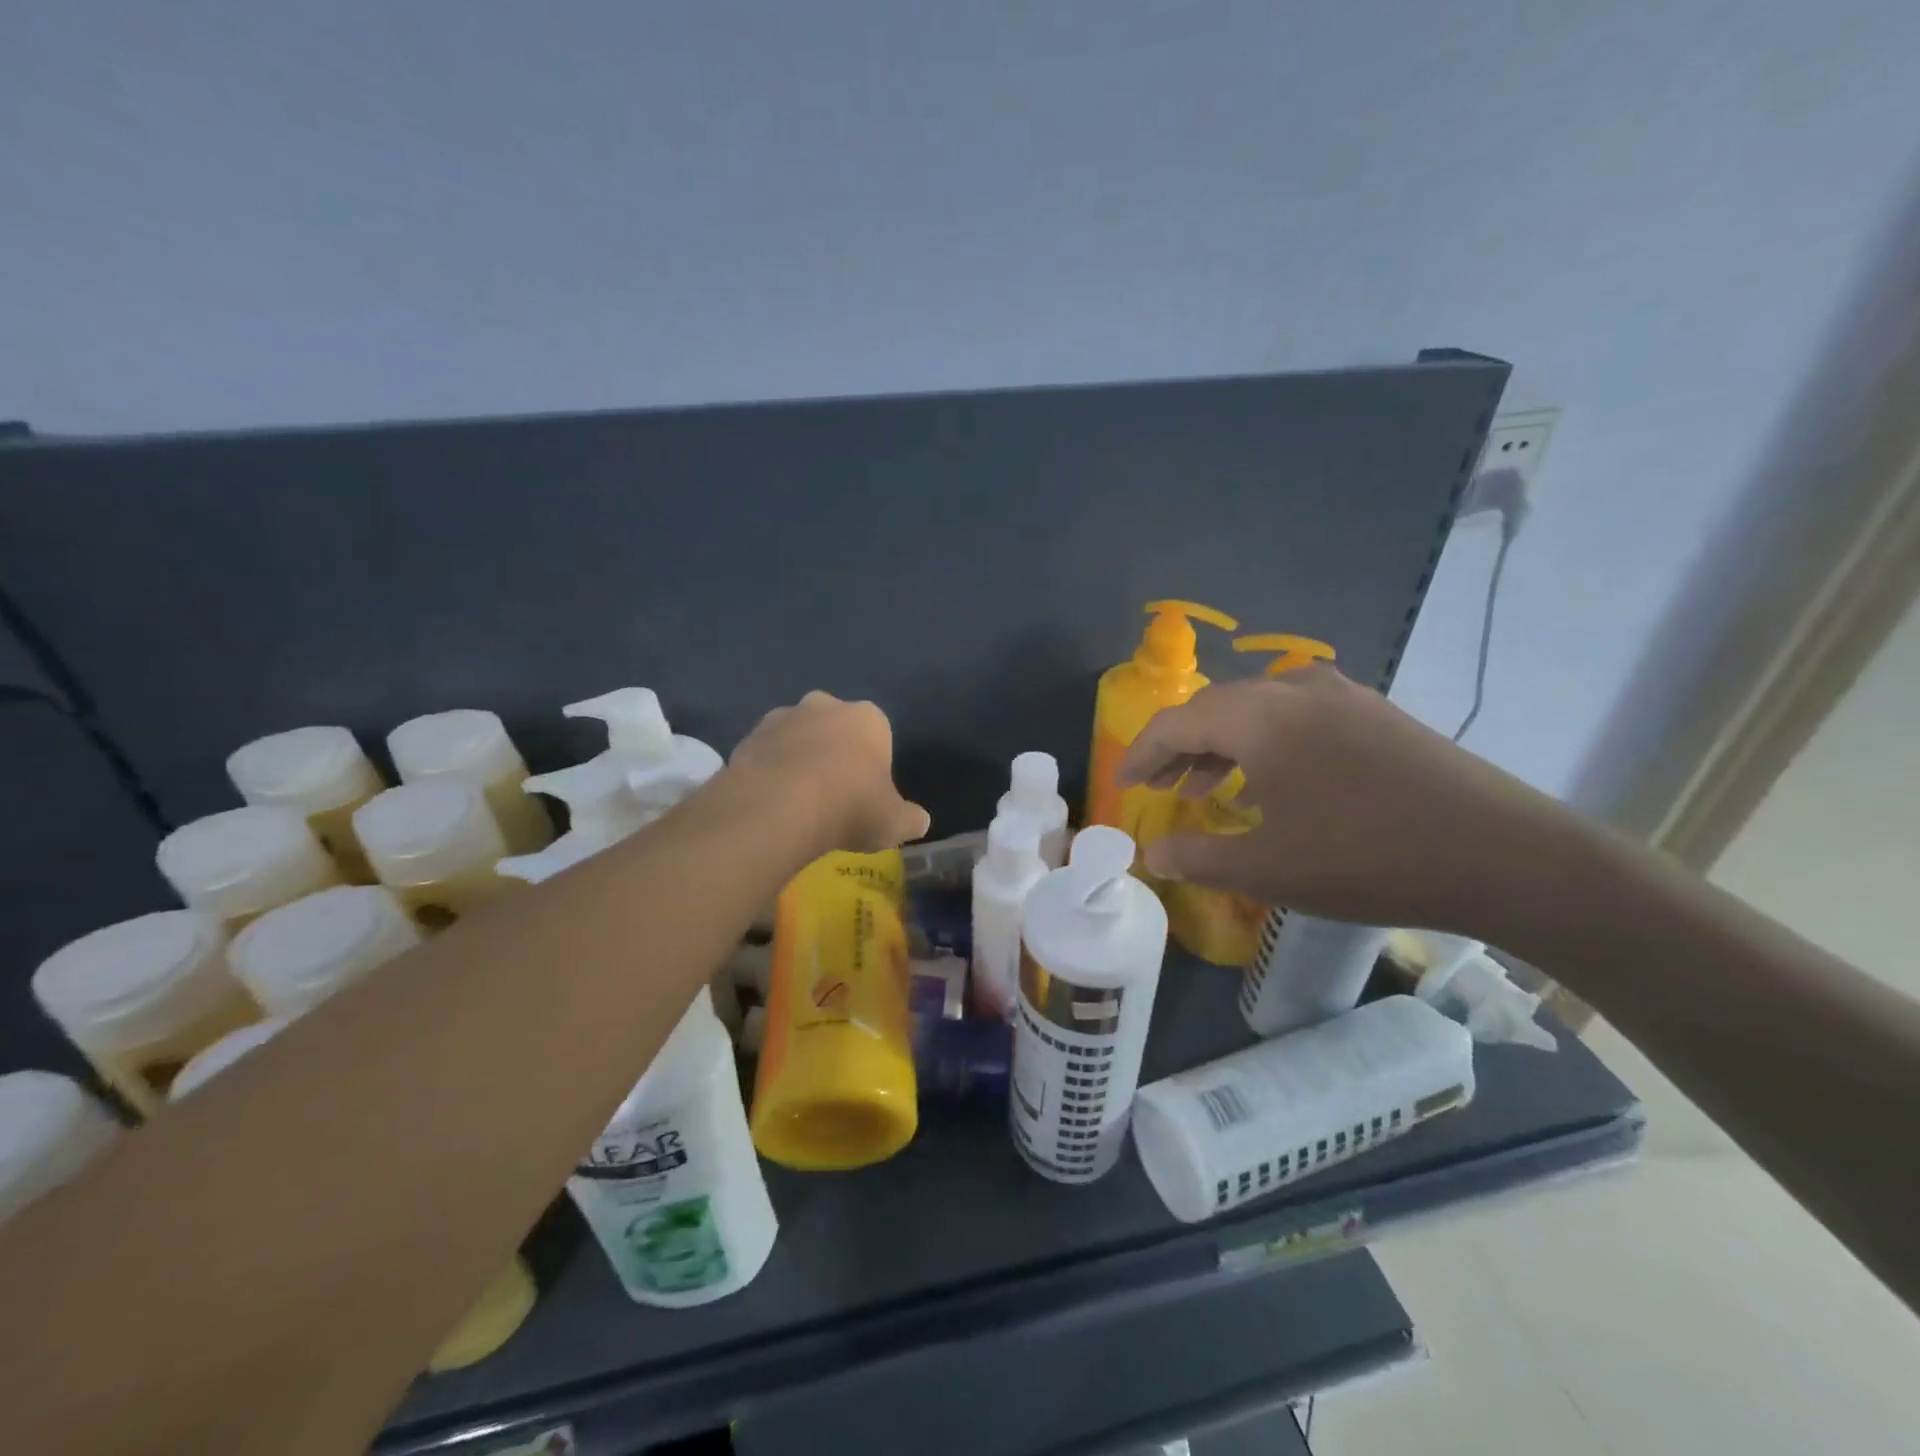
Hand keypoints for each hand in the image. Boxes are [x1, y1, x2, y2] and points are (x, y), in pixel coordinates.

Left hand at [729, 691, 930, 854]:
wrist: (778, 809)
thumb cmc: (849, 807)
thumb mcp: (893, 822)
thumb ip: (910, 818)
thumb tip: (919, 821)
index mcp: (867, 718)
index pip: (878, 732)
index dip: (873, 762)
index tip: (867, 793)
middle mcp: (824, 705)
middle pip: (834, 727)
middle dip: (833, 752)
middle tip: (832, 794)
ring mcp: (781, 718)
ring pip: (796, 737)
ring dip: (798, 760)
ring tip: (797, 803)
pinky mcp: (746, 738)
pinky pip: (765, 755)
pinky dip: (769, 773)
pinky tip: (771, 805)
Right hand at [1116, 666, 1578, 932]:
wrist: (1504, 855)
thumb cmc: (1367, 858)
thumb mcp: (1268, 868)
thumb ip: (1197, 858)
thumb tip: (1151, 855)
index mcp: (1260, 717)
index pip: (1177, 722)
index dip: (1142, 753)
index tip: (1124, 784)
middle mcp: (1295, 691)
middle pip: (1215, 707)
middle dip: (1180, 746)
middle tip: (1161, 787)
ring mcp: (1342, 697)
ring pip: (1258, 709)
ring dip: (1223, 744)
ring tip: (1206, 787)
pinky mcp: (1376, 714)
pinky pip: (1297, 716)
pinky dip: (1266, 743)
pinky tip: (1273, 782)